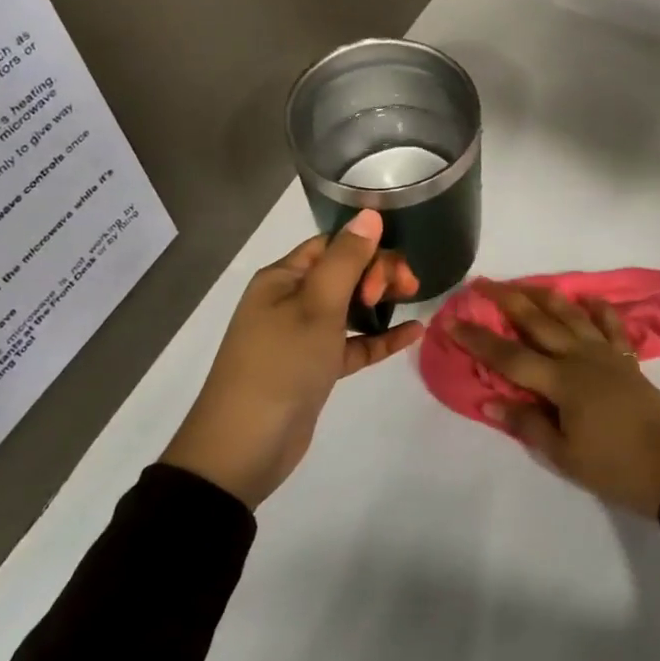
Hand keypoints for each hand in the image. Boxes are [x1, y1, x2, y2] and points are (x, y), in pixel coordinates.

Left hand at [162, 210, 422, 507]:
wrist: (245, 447)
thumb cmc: (281, 365)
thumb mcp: (317, 306)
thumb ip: (347, 259)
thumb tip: (370, 213)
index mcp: (283, 278)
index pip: (332, 246)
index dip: (367, 250)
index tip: (394, 270)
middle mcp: (291, 301)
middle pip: (344, 273)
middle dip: (378, 274)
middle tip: (407, 289)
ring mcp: (303, 337)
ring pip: (350, 308)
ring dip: (381, 302)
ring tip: (414, 301)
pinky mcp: (315, 368)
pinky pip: (353, 344)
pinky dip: (379, 337)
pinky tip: (413, 334)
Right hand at [451, 283, 659, 517]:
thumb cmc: (615, 467)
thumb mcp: (564, 455)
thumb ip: (527, 423)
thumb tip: (489, 401)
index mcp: (561, 381)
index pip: (509, 357)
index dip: (478, 340)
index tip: (453, 322)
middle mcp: (581, 357)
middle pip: (538, 322)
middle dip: (507, 301)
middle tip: (482, 284)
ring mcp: (607, 355)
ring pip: (571, 315)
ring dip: (545, 296)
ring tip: (524, 283)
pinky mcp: (628, 360)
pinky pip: (612, 326)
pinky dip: (599, 310)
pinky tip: (589, 299)